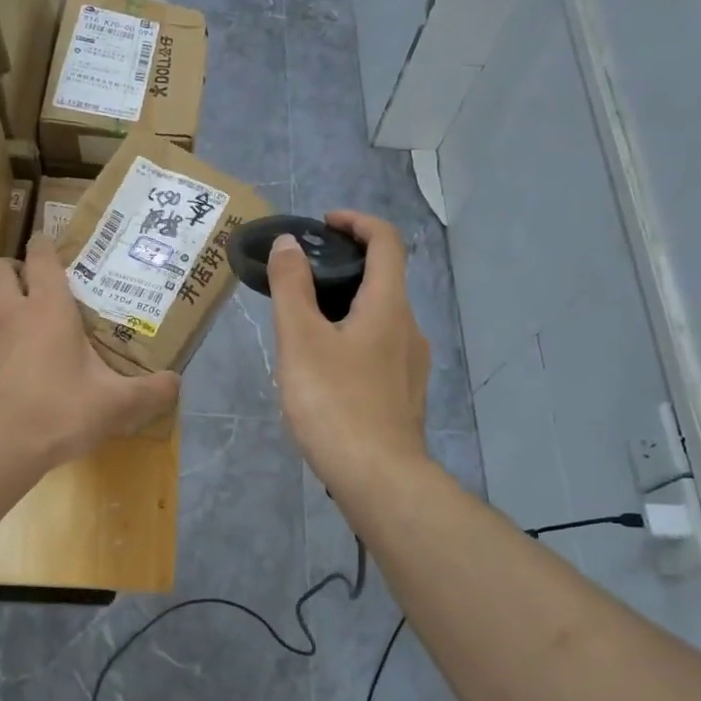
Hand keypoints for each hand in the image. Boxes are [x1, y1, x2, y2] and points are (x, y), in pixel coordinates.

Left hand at [0, 233, 179, 470]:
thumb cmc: (58, 411)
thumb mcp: (114, 404)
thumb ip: (150, 391)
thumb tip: (177, 382)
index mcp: (47, 307)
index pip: (40, 255)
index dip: (45, 243)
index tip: (56, 246)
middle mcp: (10, 311)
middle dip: (15, 267)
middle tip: (38, 284)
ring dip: (0, 299)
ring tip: (24, 318)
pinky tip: (11, 357)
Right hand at [269, 211, 430, 500]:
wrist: (378, 479)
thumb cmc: (334, 402)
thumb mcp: (300, 339)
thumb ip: (291, 287)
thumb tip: (289, 244)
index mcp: (388, 306)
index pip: (387, 241)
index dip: (357, 222)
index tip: (324, 224)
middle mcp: (409, 328)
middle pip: (383, 279)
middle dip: (344, 267)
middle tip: (300, 277)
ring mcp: (412, 364)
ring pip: (380, 317)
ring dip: (347, 306)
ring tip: (304, 325)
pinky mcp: (405, 394)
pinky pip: (380, 349)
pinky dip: (354, 338)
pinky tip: (325, 368)